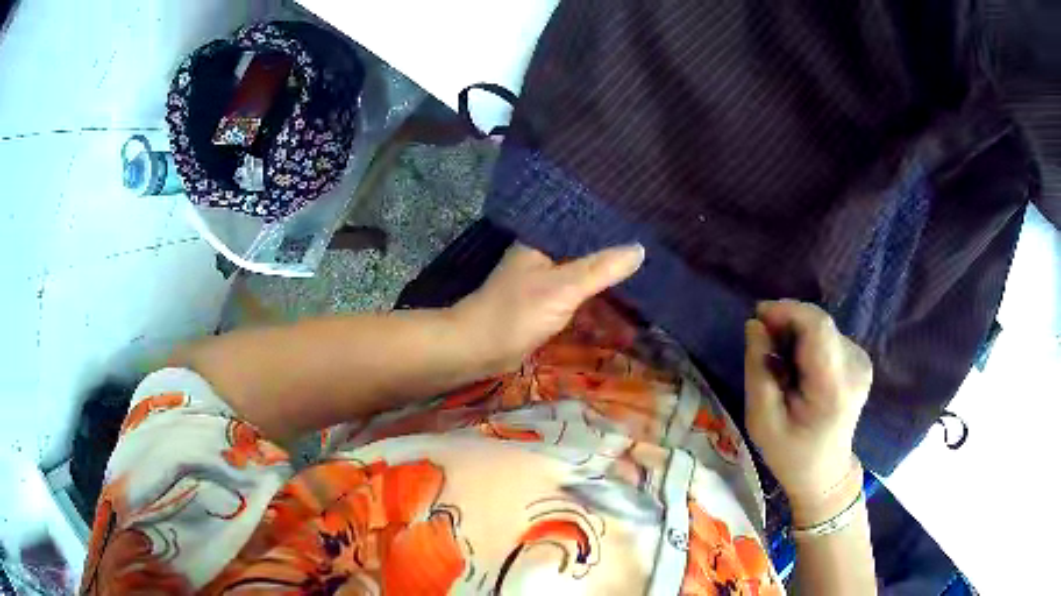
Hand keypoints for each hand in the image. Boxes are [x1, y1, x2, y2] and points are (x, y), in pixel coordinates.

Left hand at [452, 242, 644, 373]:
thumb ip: (601, 269)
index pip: (584, 224)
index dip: (613, 226)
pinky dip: (596, 303)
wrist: (478, 349)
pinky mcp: (544, 305)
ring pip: (584, 277)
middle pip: (586, 252)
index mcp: (543, 241)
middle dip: (615, 259)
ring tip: (645, 284)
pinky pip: (578, 298)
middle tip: (653, 259)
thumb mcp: (564, 288)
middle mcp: (543, 256)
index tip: (645, 227)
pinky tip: (620, 309)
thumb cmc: (516, 312)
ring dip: (608, 283)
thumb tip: (640, 249)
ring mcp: (544, 282)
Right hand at [744, 300, 871, 519]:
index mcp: (834, 387)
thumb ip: (758, 370)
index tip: (757, 316)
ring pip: (821, 327)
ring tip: (778, 363)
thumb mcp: (762, 421)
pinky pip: (827, 336)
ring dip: (795, 334)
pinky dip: (806, 342)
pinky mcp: (860, 359)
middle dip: (786, 324)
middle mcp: (855, 366)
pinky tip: (796, 367)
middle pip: (819, 323)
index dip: (787, 311)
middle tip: (761, 344)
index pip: (818, 327)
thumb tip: (754, 326)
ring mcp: (861, 361)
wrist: (825, 473)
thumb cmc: (790, 454)